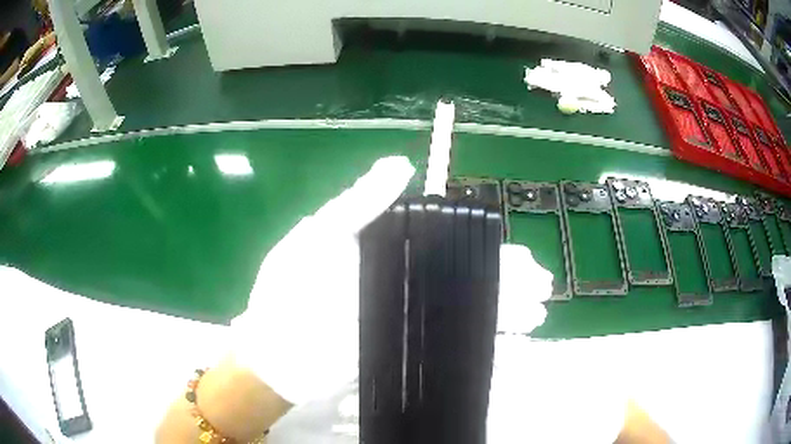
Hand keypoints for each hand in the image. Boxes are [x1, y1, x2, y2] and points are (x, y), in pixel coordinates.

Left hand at [232, 156, 553, 404]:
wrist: (276, 352)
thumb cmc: (290, 288)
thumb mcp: (319, 235)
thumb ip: (359, 203)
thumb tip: (400, 164)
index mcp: (388, 252)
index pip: (449, 245)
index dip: (484, 247)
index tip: (516, 251)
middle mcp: (404, 284)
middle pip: (466, 279)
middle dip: (507, 281)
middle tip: (542, 284)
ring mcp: (407, 319)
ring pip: (465, 311)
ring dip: (504, 311)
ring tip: (538, 313)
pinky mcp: (404, 349)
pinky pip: (450, 345)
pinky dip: (481, 344)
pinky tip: (510, 343)